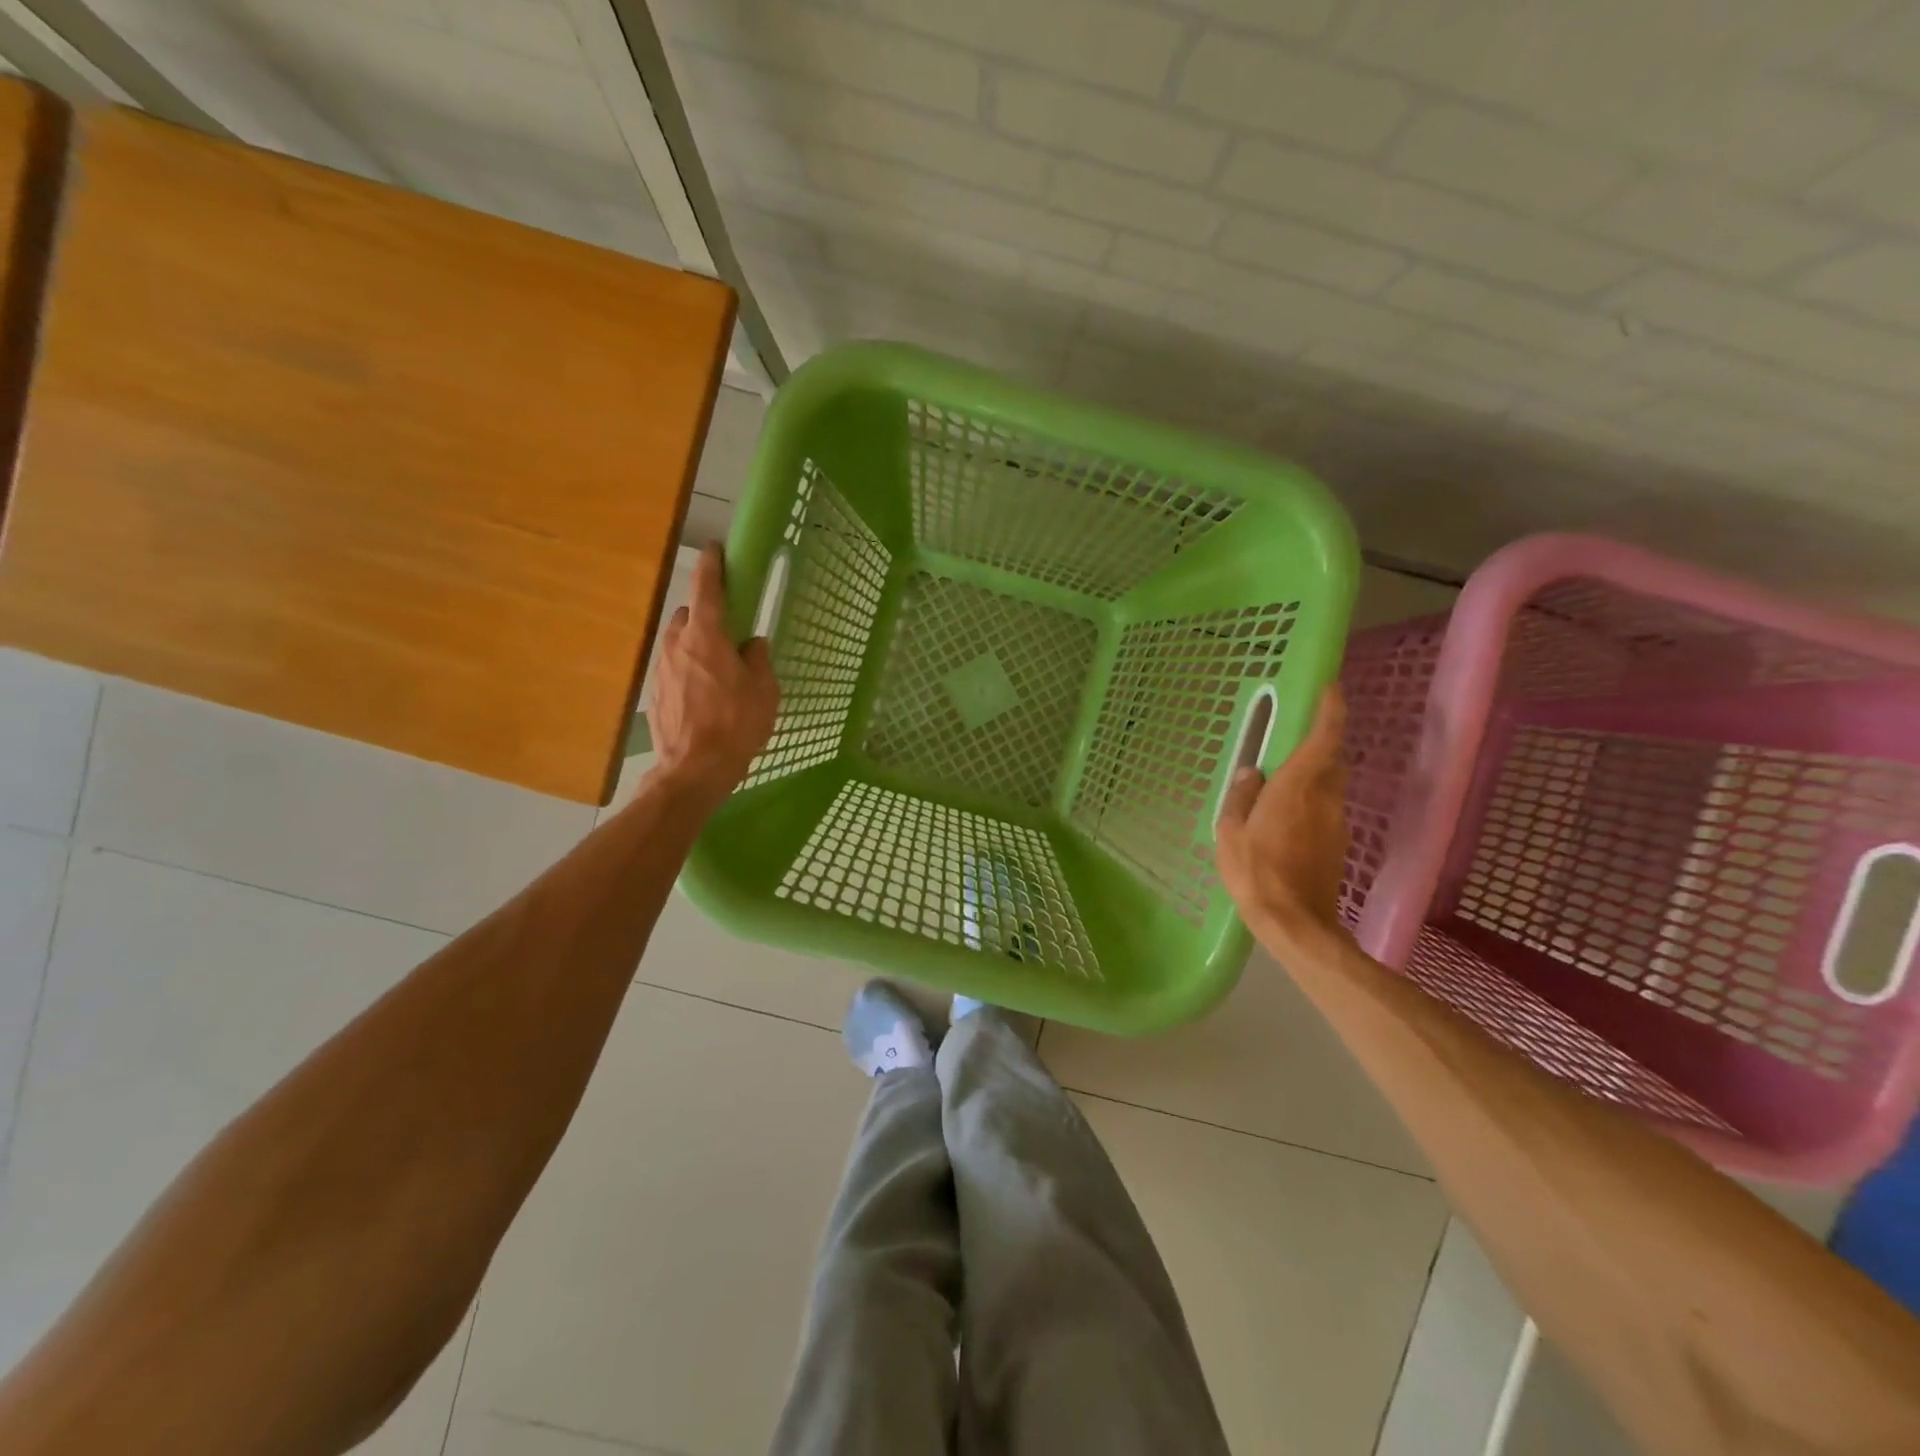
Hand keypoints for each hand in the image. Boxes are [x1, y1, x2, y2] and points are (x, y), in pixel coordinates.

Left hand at [648, 545, 779, 799]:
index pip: (706, 590)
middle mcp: (677, 645)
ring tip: (717, 673)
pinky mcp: (654, 693)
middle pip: (688, 617)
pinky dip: (687, 672)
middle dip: (706, 618)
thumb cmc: (736, 725)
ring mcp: (660, 670)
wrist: (694, 769)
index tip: (716, 549)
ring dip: (695, 647)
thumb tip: (753, 645)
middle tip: (728, 637)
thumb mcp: (764, 692)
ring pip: (678, 644)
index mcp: (706, 637)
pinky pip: (673, 670)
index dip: (712, 567)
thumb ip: (759, 661)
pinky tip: (703, 697)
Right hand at [1216, 687, 1353, 962]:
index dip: (1331, 709)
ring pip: (1330, 786)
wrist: (1296, 924)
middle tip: (1292, 741)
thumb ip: (1241, 796)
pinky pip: (1325, 809)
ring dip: (1313, 776)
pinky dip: (1310, 803)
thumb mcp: (1230, 832)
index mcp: (1298, 787)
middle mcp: (1324, 798)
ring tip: (1280, 785)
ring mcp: (1335, 823)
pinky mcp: (1337, 845)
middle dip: (1320, 744)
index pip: (1325, 738)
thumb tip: (1252, 772)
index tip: (1331, 688)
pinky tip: (1284, 820)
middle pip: (1332, 760)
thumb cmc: (1256, 872)